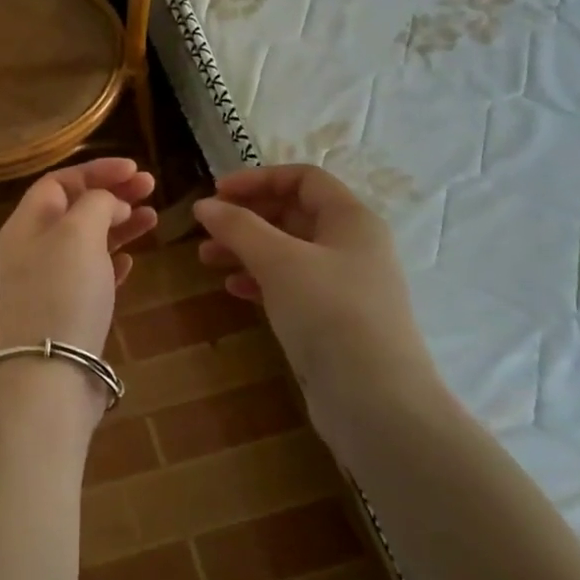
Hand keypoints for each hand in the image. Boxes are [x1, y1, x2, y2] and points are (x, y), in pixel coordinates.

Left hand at [0, 157, 156, 355]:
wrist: (52, 369)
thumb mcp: (79, 233)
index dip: (97, 170)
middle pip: (75, 208)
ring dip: (119, 225)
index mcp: (27, 222)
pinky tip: (131, 262)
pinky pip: (90, 273)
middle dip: (112, 195)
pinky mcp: (66, 308)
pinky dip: (111, 261)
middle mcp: (32, 247)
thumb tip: (109, 202)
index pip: (60, 181)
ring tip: (153, 219)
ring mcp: (48, 280)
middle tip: (151, 188)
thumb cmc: (64, 291)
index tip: (135, 168)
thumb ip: (96, 204)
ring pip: (87, 240)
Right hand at [194, 165, 440, 414]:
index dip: (258, 179)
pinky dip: (260, 280)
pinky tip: (233, 289)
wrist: (375, 400)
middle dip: (246, 217)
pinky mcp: (333, 319)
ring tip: (206, 259)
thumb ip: (239, 227)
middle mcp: (352, 245)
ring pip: (288, 251)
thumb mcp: (278, 261)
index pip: (303, 179)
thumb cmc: (329, 313)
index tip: (216, 193)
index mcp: (351, 219)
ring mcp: (344, 284)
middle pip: (294, 213)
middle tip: (206, 229)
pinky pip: (291, 285)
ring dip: (246, 249)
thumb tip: (205, 205)